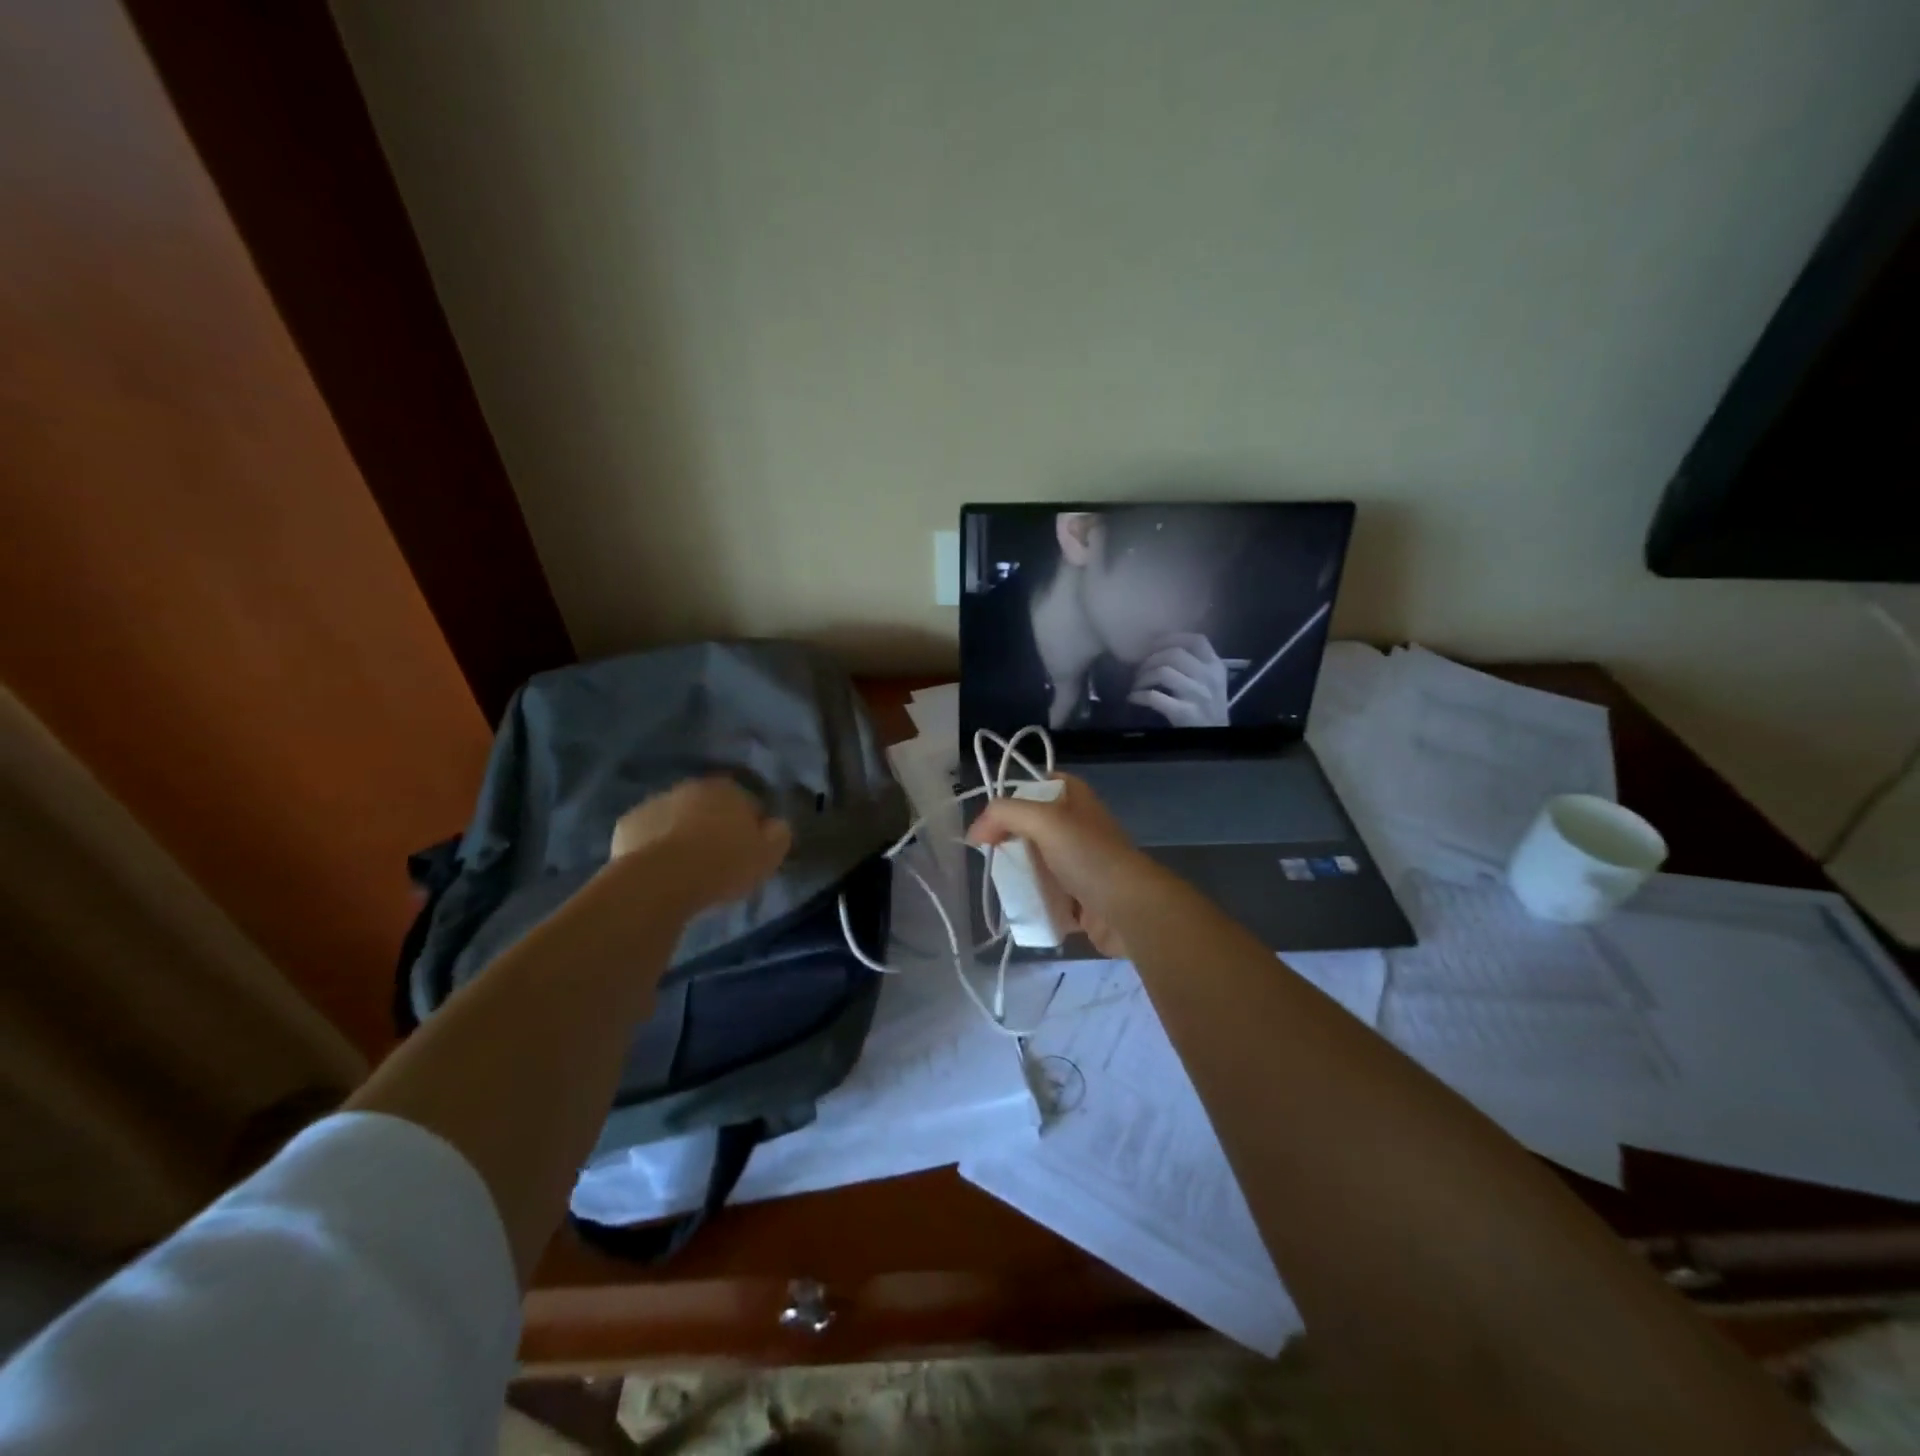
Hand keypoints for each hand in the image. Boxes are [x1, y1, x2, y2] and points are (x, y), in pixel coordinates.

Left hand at [609, 777, 791, 911]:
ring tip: (687, 869)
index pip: (748, 803)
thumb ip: (779, 834)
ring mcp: (654, 803)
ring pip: (675, 818)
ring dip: (681, 834)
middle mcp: (690, 787)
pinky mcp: (626, 825)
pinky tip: (660, 870)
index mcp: (728, 789)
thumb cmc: (723, 864)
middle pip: (708, 807)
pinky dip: (653, 847)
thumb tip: (777, 825)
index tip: (749, 851)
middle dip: (713, 826)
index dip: (751, 827)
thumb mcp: (769, 855)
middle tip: (717, 860)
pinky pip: (647, 835)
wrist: (661, 880)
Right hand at [966, 775, 1164, 956]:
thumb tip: (975, 833)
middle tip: (992, 857)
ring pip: (1041, 864)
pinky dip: (1036, 902)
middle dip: (1011, 842)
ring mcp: (1083, 864)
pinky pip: (1051, 897)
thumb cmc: (1088, 856)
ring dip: (1022, 876)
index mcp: (1076, 799)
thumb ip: (1005, 814)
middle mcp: (1080, 827)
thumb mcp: (1043, 820)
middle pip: (1034, 828)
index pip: (1039, 785)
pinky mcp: (1084, 899)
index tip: (991, 822)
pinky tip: (1023, 909)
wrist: (1130, 910)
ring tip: (1004, 886)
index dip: (1013, 798)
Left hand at [1128, 633, 1230, 727]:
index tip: (1152, 644)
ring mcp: (1198, 695)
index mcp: (1216, 666)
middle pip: (1174, 654)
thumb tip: (1159, 649)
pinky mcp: (1185, 713)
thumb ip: (1194, 665)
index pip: (1197, 641)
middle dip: (1150, 659)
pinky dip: (1139, 695)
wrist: (1214, 739)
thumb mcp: (1210, 682)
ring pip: (1164, 672)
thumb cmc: (1207, 708)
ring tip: (1136, 685)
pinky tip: (1134, 698)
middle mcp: (1209, 677)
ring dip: (1143, 677)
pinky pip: (1155, 697)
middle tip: (1139, 670)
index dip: (1171, 638)